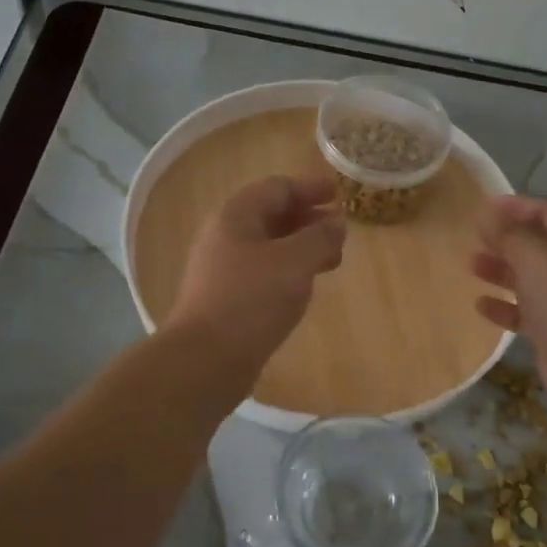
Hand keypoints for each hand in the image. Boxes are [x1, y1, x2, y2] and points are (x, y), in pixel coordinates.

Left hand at [168, 172, 346, 377]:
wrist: (206, 359)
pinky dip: (289, 269)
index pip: (277, 188)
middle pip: (270, 215)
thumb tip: (336, 221)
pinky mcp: (226, 298)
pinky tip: (305, 285)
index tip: (339, 193)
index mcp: (235, 217)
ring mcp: (222, 269)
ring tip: (332, 259)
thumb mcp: (295, 262)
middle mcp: (224, 236)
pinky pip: (263, 271)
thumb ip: (320, 237)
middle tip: (340, 230)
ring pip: (268, 246)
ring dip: (301, 246)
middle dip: (308, 219)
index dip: (310, 188)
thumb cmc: (252, 301)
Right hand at [471, 196, 546, 393]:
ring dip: (502, 271)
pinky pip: (527, 312)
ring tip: (471, 266)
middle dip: (508, 240)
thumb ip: (507, 234)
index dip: (520, 207)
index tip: (486, 207)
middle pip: (541, 245)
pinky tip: (480, 305)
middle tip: (476, 237)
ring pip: (532, 279)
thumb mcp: (534, 256)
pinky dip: (505, 306)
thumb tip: (485, 212)